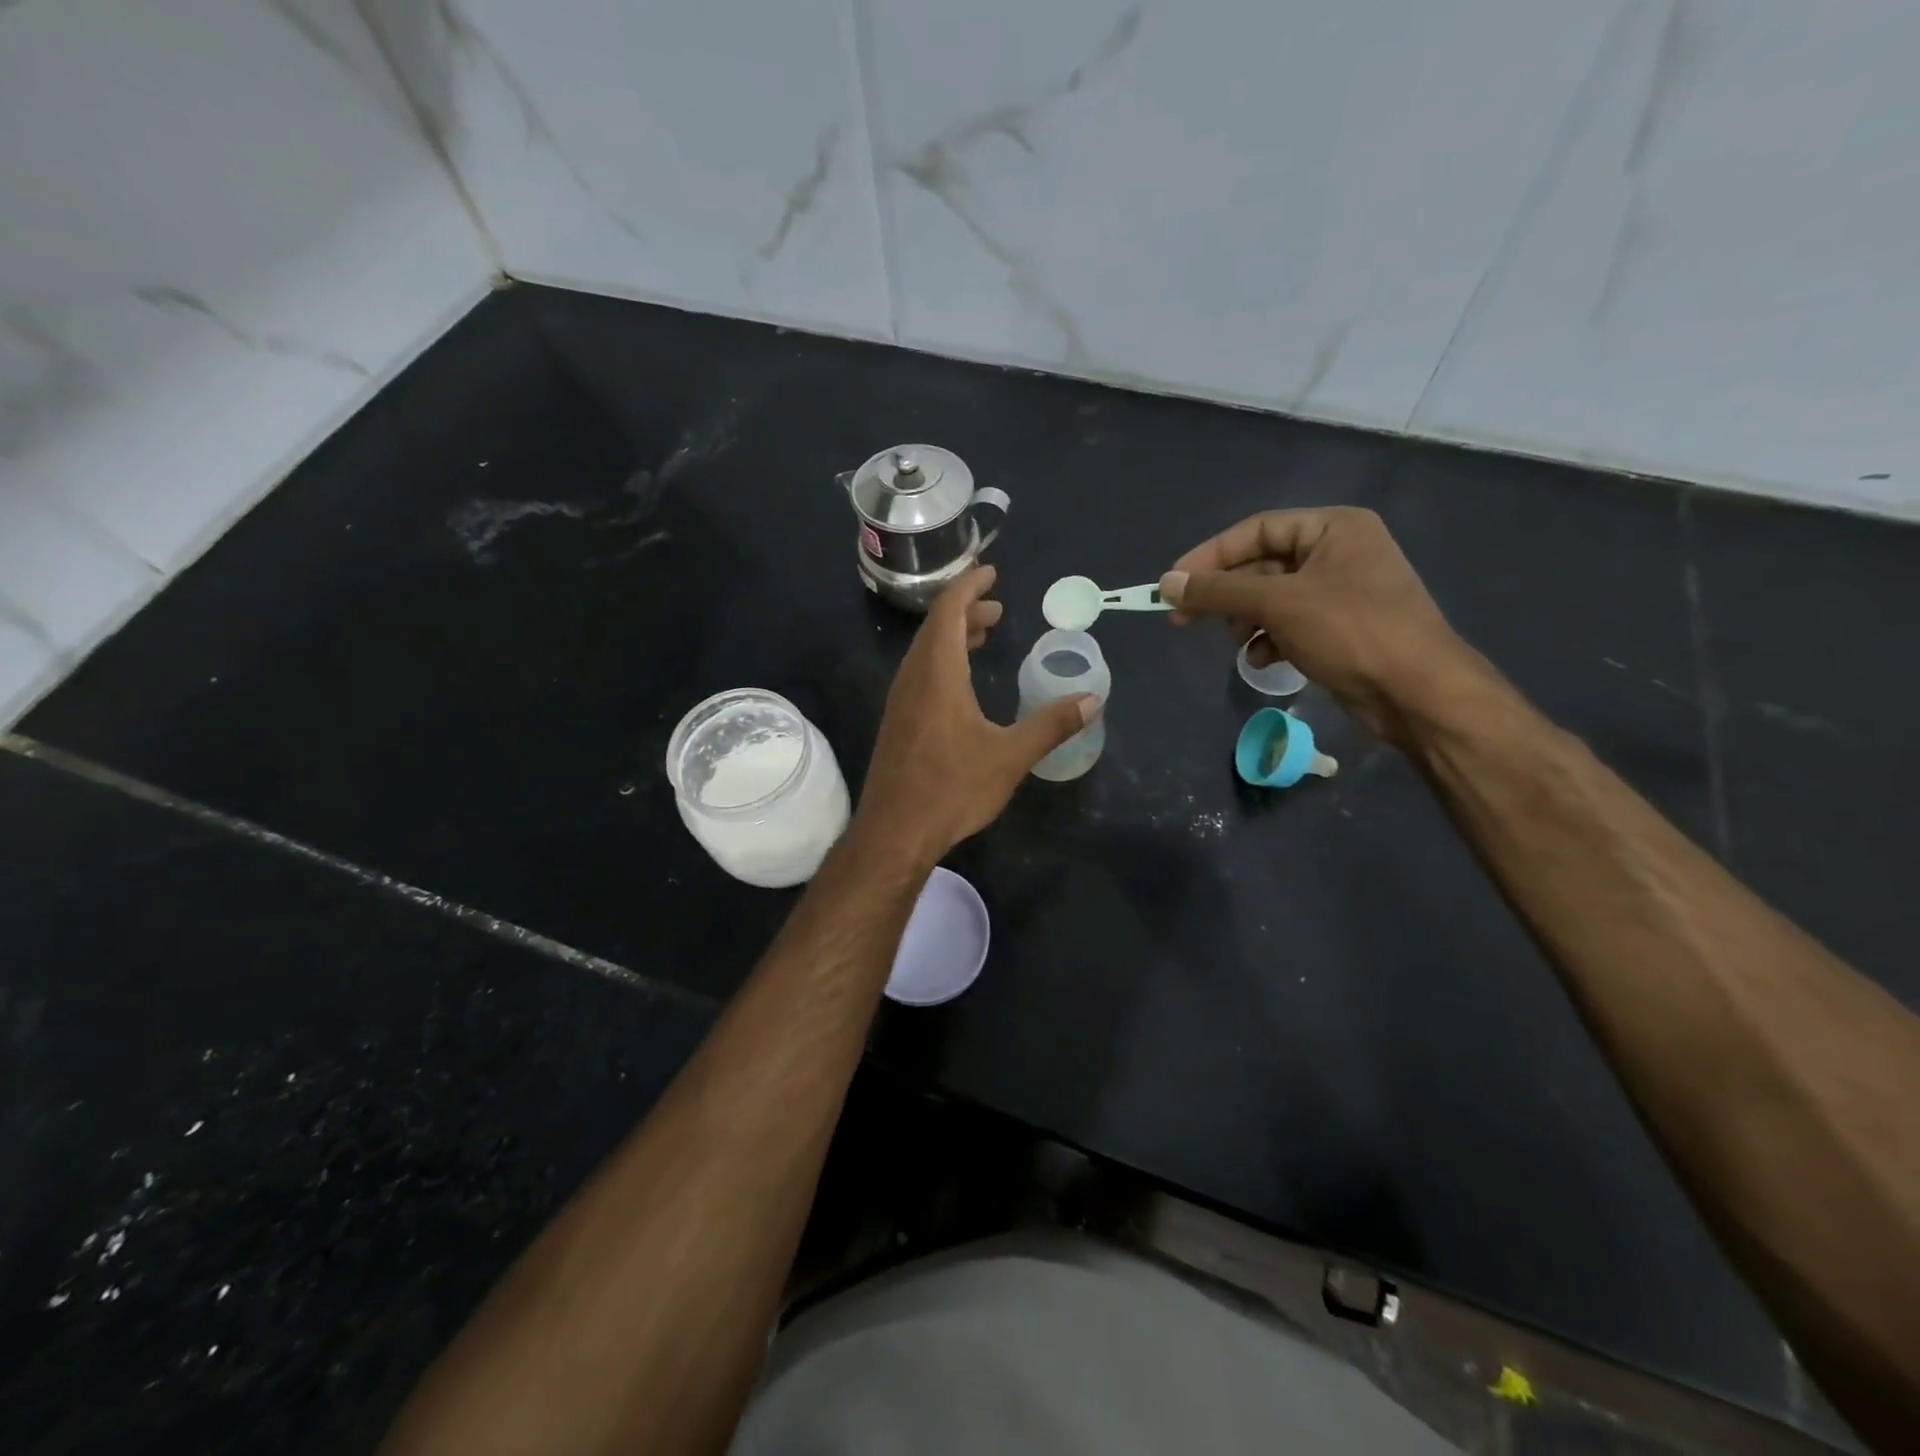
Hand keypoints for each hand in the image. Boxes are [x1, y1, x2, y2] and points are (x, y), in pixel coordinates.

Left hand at [855, 566, 1097, 861]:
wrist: (894, 831)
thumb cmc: (951, 788)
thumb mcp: (1009, 756)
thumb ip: (1050, 725)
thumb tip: (1091, 700)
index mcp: (937, 673)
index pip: (948, 610)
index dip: (969, 586)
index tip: (991, 573)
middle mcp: (913, 678)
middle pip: (935, 627)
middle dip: (966, 610)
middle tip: (997, 609)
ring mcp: (900, 701)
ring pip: (926, 652)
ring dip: (953, 636)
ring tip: (984, 635)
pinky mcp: (898, 722)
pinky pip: (920, 674)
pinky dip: (943, 661)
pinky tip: (962, 683)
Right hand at [1159, 507, 1489, 741]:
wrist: (1417, 692)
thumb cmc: (1350, 631)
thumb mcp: (1277, 603)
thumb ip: (1217, 591)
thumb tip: (1165, 584)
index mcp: (1334, 528)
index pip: (1256, 530)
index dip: (1210, 555)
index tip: (1172, 584)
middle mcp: (1340, 552)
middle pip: (1262, 565)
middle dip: (1226, 594)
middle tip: (1183, 619)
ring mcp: (1342, 592)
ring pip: (1272, 598)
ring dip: (1246, 619)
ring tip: (1235, 642)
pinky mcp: (1341, 628)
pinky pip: (1290, 624)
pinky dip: (1270, 639)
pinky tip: (1263, 660)